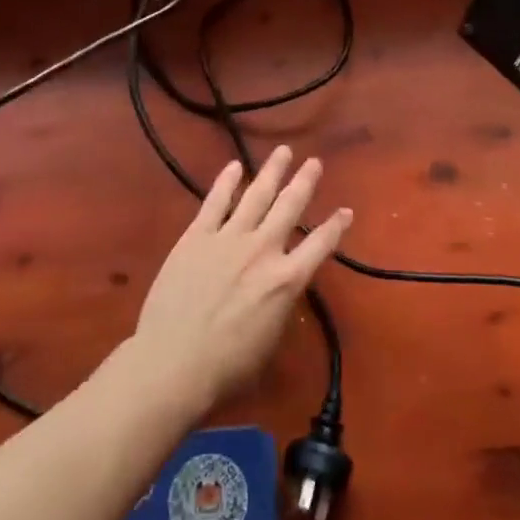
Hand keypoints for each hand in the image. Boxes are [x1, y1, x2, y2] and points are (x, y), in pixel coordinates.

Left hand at [130, 147, 350, 416]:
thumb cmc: (226, 366)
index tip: (346, 210)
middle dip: (305, 182)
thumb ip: (280, 303)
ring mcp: (228, 238)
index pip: (320, 244)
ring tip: (284, 152)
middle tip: (314, 162)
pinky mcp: (196, 236)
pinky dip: (226, 182)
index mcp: (286, 280)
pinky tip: (234, 166)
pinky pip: (215, 202)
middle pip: (290, 207)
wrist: (172, 363)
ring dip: (272, 171)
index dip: (336, 226)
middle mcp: (263, 250)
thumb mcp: (271, 339)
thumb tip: (281, 286)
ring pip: (256, 195)